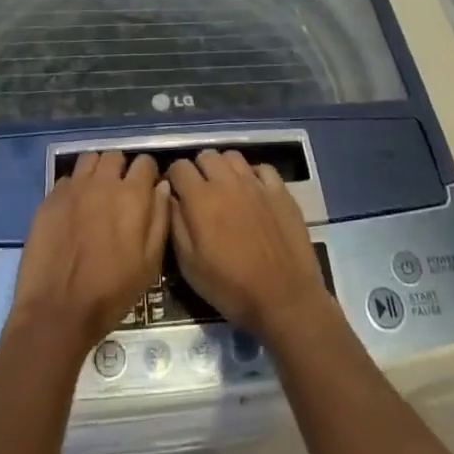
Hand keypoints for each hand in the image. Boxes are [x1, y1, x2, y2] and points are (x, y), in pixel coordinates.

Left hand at [10, 151, 168, 351]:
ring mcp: (73, 188)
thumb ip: (160, 219)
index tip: (146, 189)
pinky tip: (73, 208)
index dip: (148, 174)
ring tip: (96, 193)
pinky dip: (74, 187)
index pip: (145, 162)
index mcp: (132, 195)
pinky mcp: (50, 199)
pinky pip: (67, 179)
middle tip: (120, 192)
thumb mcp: (150, 264)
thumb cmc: (111, 292)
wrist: (57, 312)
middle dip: (121, 169)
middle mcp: (103, 182)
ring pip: (89, 160)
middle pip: (115, 156)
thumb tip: (162, 186)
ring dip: (97, 171)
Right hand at [169, 150, 331, 342]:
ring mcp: (257, 183)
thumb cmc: (231, 288)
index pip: (179, 167)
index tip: (176, 194)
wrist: (284, 299)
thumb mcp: (190, 266)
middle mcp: (228, 181)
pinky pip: (262, 167)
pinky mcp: (280, 190)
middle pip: (206, 155)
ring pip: (233, 156)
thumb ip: (176, 224)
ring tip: (225, 189)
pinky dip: (252, 174)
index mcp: (202, 198)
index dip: (174, 178)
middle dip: (198, 170)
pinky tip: (252, 192)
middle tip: (200, 193)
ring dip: (223, 168)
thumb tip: (170, 197)